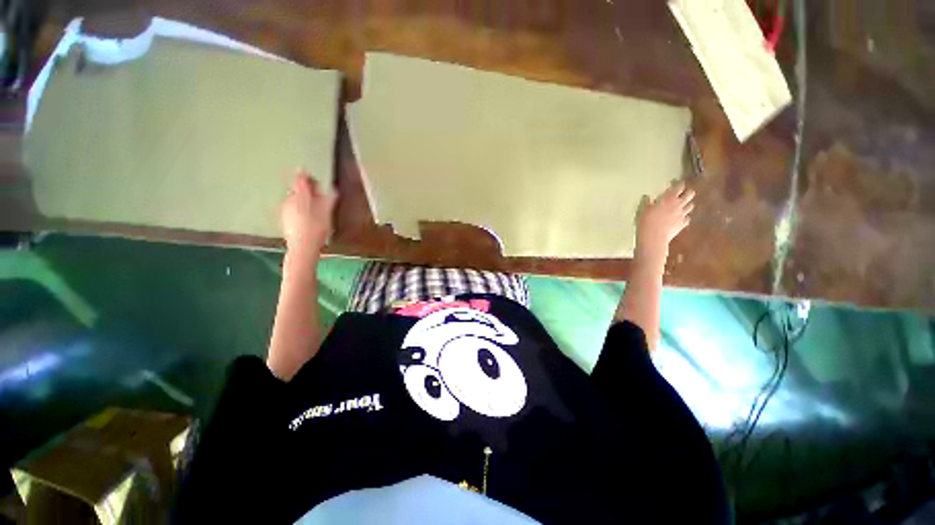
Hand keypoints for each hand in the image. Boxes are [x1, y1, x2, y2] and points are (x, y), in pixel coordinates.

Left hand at [280, 173, 336, 255]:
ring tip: (315, 210)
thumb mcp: (327, 211)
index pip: (300, 178)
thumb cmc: (316, 227)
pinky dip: (299, 210)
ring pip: (294, 200)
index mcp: (300, 195)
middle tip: (319, 197)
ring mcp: (285, 210)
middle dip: (307, 191)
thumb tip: (334, 189)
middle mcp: (289, 199)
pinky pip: (292, 210)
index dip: (307, 176)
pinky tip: (308, 219)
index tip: (314, 178)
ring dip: (303, 201)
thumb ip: (330, 198)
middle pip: (297, 189)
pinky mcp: (284, 219)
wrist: (303, 245)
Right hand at [634, 181, 694, 267]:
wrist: (654, 237)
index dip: (678, 184)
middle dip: (687, 192)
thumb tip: (647, 197)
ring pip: (691, 205)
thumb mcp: (644, 210)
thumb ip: (647, 202)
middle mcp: (679, 204)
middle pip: (690, 194)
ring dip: (687, 204)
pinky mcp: (683, 224)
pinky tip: (680, 218)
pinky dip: (685, 217)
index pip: (679, 187)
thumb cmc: (647, 221)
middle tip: (682, 193)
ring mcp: (682, 214)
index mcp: (669, 198)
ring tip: (682, 205)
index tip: (675, 183)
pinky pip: (687, 218)